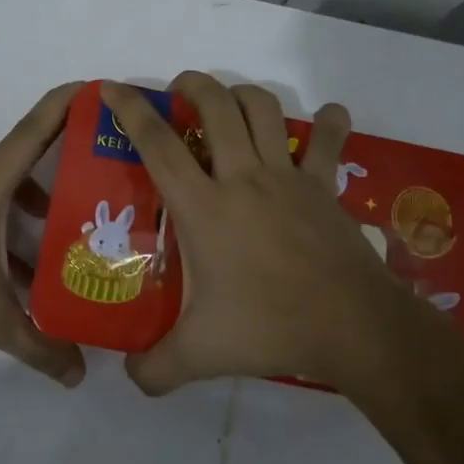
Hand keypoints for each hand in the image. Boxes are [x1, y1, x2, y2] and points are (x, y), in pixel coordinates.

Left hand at [0, 82, 86, 385]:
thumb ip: (41, 346)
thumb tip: (79, 375)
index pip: (35, 129)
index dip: (69, 104)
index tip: (102, 91)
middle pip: (24, 154)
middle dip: (66, 158)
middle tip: (107, 173)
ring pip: (3, 185)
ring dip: (37, 199)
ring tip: (72, 227)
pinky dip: (9, 222)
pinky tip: (25, 267)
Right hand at [103, 73, 437, 393]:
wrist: (352, 326)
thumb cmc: (269, 328)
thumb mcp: (199, 355)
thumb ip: (155, 369)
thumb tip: (131, 380)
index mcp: (204, 207)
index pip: (158, 145)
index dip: (131, 110)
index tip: (111, 87)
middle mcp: (243, 177)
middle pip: (215, 105)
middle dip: (192, 84)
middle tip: (179, 90)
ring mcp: (288, 177)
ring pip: (263, 109)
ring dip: (241, 94)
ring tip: (228, 102)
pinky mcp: (323, 187)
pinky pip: (327, 141)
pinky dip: (327, 122)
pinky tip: (327, 116)